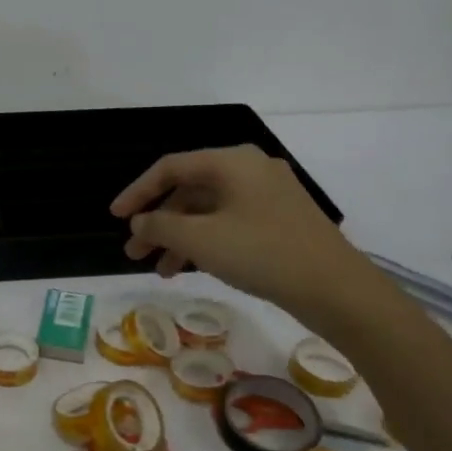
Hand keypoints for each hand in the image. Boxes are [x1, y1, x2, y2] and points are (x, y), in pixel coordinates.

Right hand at [111, 145, 385, 329]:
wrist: (336, 288)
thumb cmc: (262, 253)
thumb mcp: (201, 240)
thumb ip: (160, 227)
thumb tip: (138, 223)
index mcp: (232, 162)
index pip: (170, 167)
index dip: (137, 192)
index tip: (115, 218)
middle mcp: (250, 170)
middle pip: (190, 190)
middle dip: (158, 223)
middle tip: (134, 254)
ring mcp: (269, 195)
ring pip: (209, 211)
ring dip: (179, 238)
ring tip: (161, 271)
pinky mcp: (280, 221)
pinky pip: (229, 223)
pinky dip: (205, 242)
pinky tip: (193, 269)